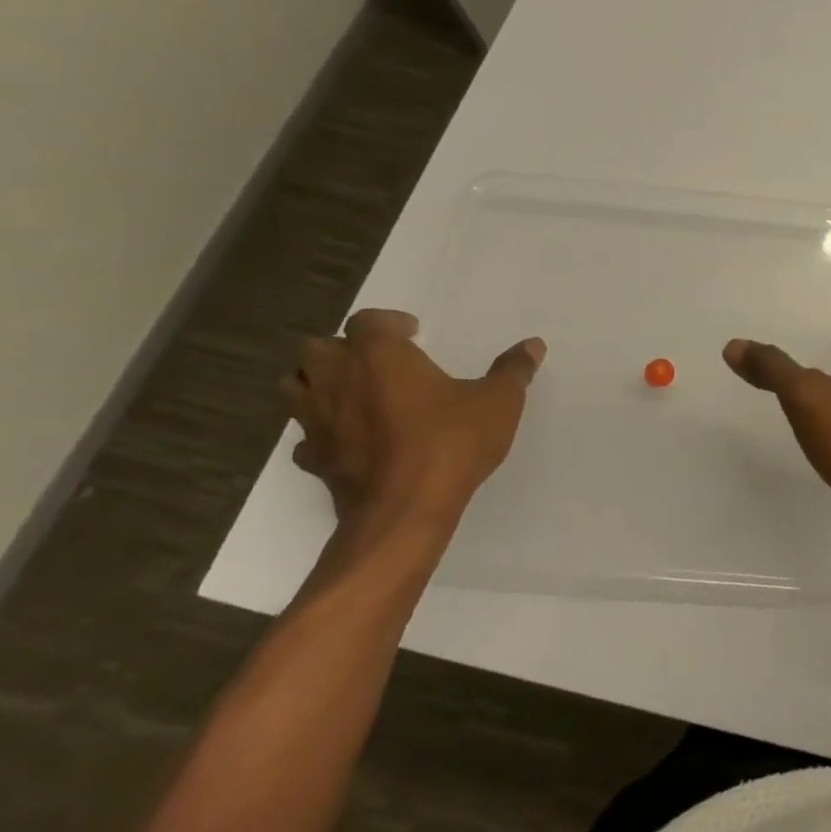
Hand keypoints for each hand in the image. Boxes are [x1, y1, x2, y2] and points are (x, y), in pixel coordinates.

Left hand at [281, 308, 544, 531]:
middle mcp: (337, 380)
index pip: (367, 321)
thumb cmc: (451, 442)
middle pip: (318, 348)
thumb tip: (533, 346)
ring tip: (358, 394)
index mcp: (379, 356)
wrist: (405, 510)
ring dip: (321, 384)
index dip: (389, 323)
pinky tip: (352, 441)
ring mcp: (317, 421)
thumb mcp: (499, 401)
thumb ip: (513, 370)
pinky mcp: (313, 460)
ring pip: (297, 387)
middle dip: (344, 350)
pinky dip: (323, 432)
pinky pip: (307, 436)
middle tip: (381, 362)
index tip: (414, 333)